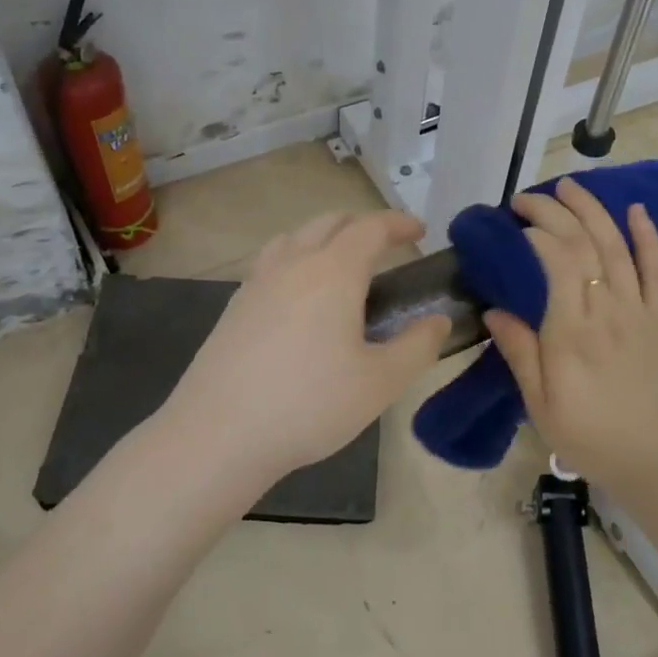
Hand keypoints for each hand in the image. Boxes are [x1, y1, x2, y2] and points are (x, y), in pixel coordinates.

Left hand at [160, 210, 450, 486]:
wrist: (219, 434)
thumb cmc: (309, 404)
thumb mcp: (380, 383)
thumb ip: (417, 346)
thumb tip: (438, 321)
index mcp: (333, 272)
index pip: (371, 228)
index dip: (398, 223)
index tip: (419, 231)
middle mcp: (293, 264)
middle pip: (330, 222)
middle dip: (362, 224)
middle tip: (386, 244)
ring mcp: (257, 282)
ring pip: (294, 237)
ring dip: (325, 236)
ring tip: (342, 262)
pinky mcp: (235, 306)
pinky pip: (271, 261)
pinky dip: (296, 258)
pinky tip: (300, 296)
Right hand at [483, 180, 657, 490]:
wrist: (656, 458)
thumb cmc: (589, 435)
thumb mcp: (541, 404)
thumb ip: (519, 352)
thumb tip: (493, 310)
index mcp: (572, 333)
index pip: (559, 263)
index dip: (539, 232)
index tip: (516, 222)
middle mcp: (607, 310)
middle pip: (585, 245)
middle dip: (556, 212)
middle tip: (526, 198)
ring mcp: (638, 310)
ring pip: (617, 247)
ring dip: (594, 211)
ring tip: (569, 186)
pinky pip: (656, 269)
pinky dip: (647, 236)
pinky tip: (635, 210)